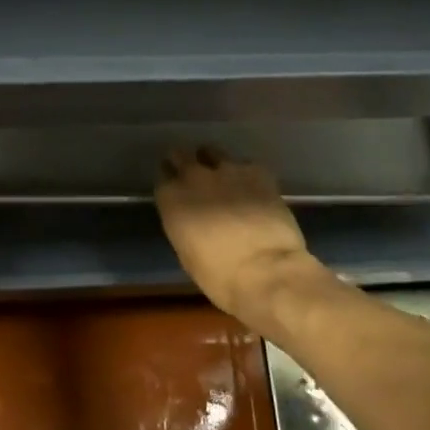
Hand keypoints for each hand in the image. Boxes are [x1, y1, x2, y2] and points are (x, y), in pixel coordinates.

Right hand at [155, 147, 329, 329]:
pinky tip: (253, 187)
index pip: (162, 177)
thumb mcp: (188, 254)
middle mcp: (194, 177)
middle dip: (184, 161)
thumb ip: (184, 225)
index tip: (174, 188)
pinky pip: (245, 164)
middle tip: (193, 174)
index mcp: (172, 200)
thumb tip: (191, 218)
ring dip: (213, 162)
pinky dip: (245, 173)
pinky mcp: (256, 171)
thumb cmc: (221, 278)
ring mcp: (226, 169)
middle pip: (181, 155)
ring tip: (224, 176)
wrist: (267, 272)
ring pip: (212, 151)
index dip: (169, 181)